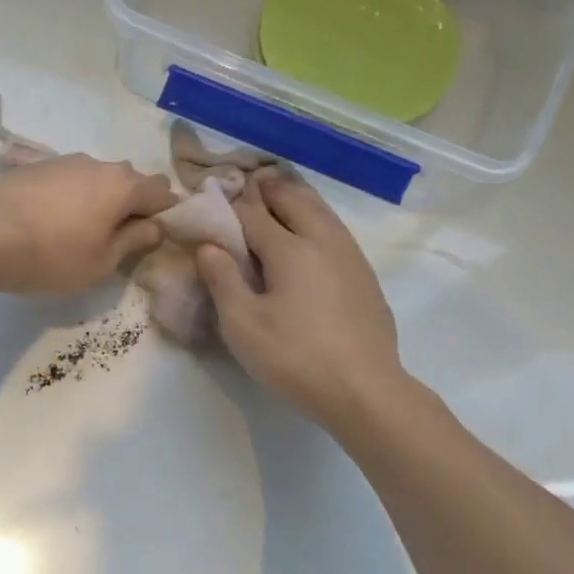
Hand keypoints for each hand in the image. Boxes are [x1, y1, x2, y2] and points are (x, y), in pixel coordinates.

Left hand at [0, 154, 176, 294]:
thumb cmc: (51, 255)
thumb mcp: (101, 263)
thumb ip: (133, 242)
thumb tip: (154, 227)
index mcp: (123, 186)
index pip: (163, 193)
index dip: (167, 216)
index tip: (158, 239)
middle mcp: (98, 164)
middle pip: (130, 181)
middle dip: (133, 205)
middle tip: (121, 239)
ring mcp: (63, 161)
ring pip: (97, 178)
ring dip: (100, 200)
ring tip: (83, 231)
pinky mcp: (34, 166)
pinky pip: (68, 180)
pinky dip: (71, 197)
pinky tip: (53, 221)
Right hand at [196, 173, 410, 429]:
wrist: (364, 389)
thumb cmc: (295, 357)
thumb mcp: (242, 325)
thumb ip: (222, 280)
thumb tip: (208, 245)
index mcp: (290, 249)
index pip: (252, 214)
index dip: (229, 205)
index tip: (212, 198)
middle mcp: (323, 241)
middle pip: (294, 200)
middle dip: (269, 189)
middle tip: (250, 183)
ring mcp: (351, 257)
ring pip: (322, 212)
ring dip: (298, 199)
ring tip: (281, 196)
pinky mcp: (365, 277)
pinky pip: (336, 232)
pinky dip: (317, 219)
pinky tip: (313, 236)